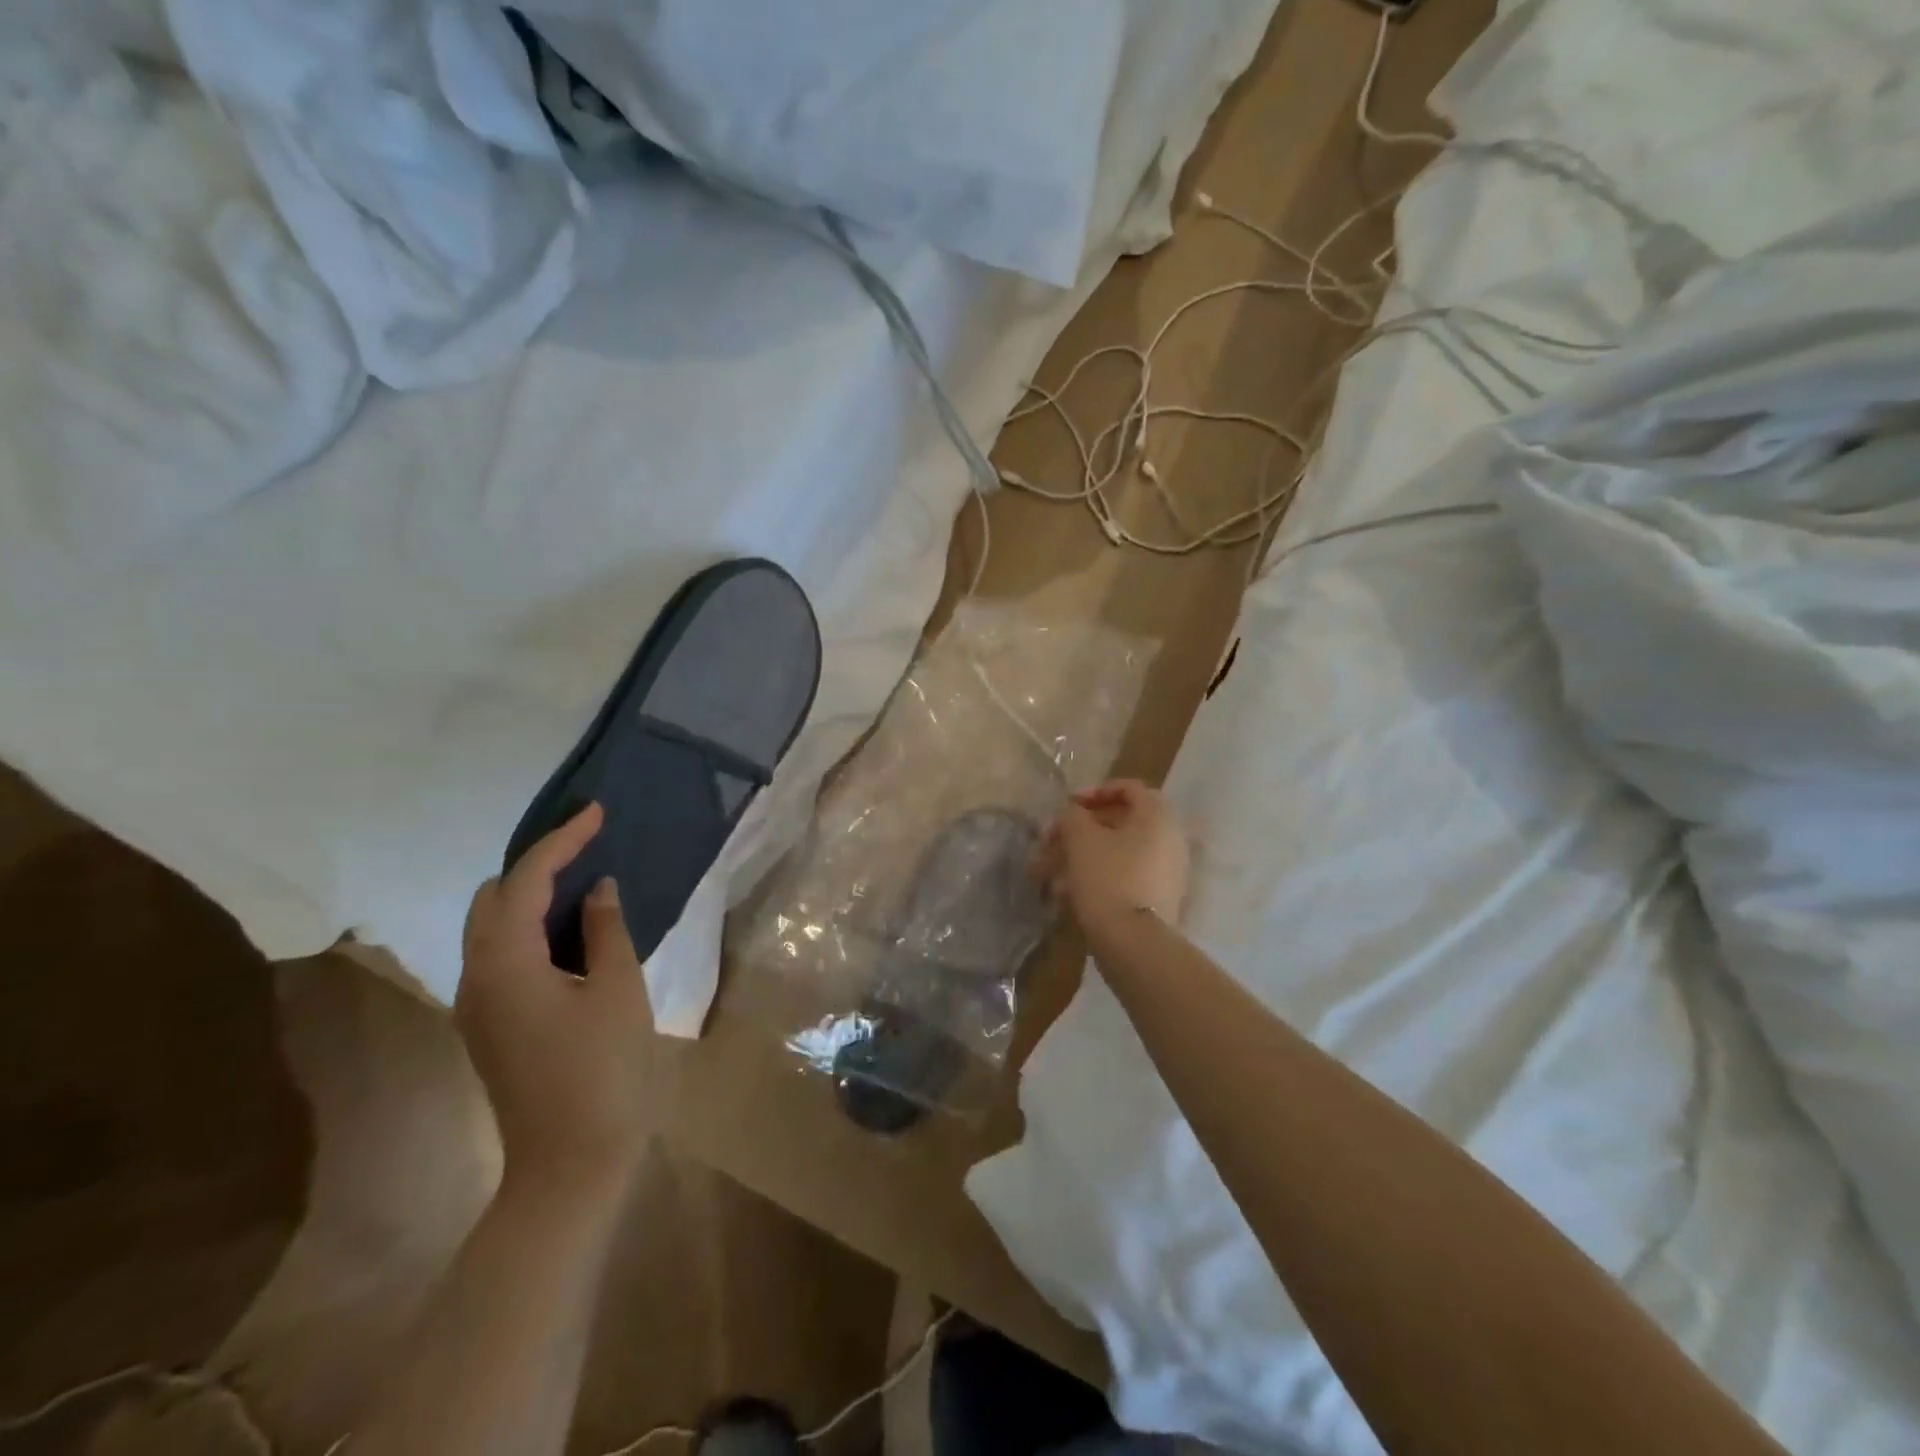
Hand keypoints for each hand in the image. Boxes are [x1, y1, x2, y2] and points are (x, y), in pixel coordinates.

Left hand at [458, 803, 654, 1194]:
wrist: (570, 1162)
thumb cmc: (604, 1071)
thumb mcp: (618, 991)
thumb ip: (606, 930)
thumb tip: (598, 889)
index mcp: (505, 964)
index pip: (525, 881)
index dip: (561, 841)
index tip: (595, 812)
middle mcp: (476, 977)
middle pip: (492, 898)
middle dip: (535, 863)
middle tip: (587, 846)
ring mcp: (477, 1004)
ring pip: (490, 926)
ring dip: (530, 895)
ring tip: (582, 879)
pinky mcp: (489, 1024)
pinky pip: (500, 954)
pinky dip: (528, 927)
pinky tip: (569, 929)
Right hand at [1036, 779, 1190, 936]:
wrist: (1135, 942)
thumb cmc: (1108, 878)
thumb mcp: (1081, 838)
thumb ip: (1072, 816)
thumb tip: (1072, 815)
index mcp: (1157, 816)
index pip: (1127, 788)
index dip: (1094, 791)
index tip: (1068, 805)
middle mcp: (1169, 838)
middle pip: (1120, 822)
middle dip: (1080, 831)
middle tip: (1052, 842)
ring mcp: (1167, 870)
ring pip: (1117, 853)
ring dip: (1082, 857)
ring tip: (1050, 874)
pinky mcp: (1158, 897)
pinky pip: (1124, 876)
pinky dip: (1097, 878)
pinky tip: (1066, 896)